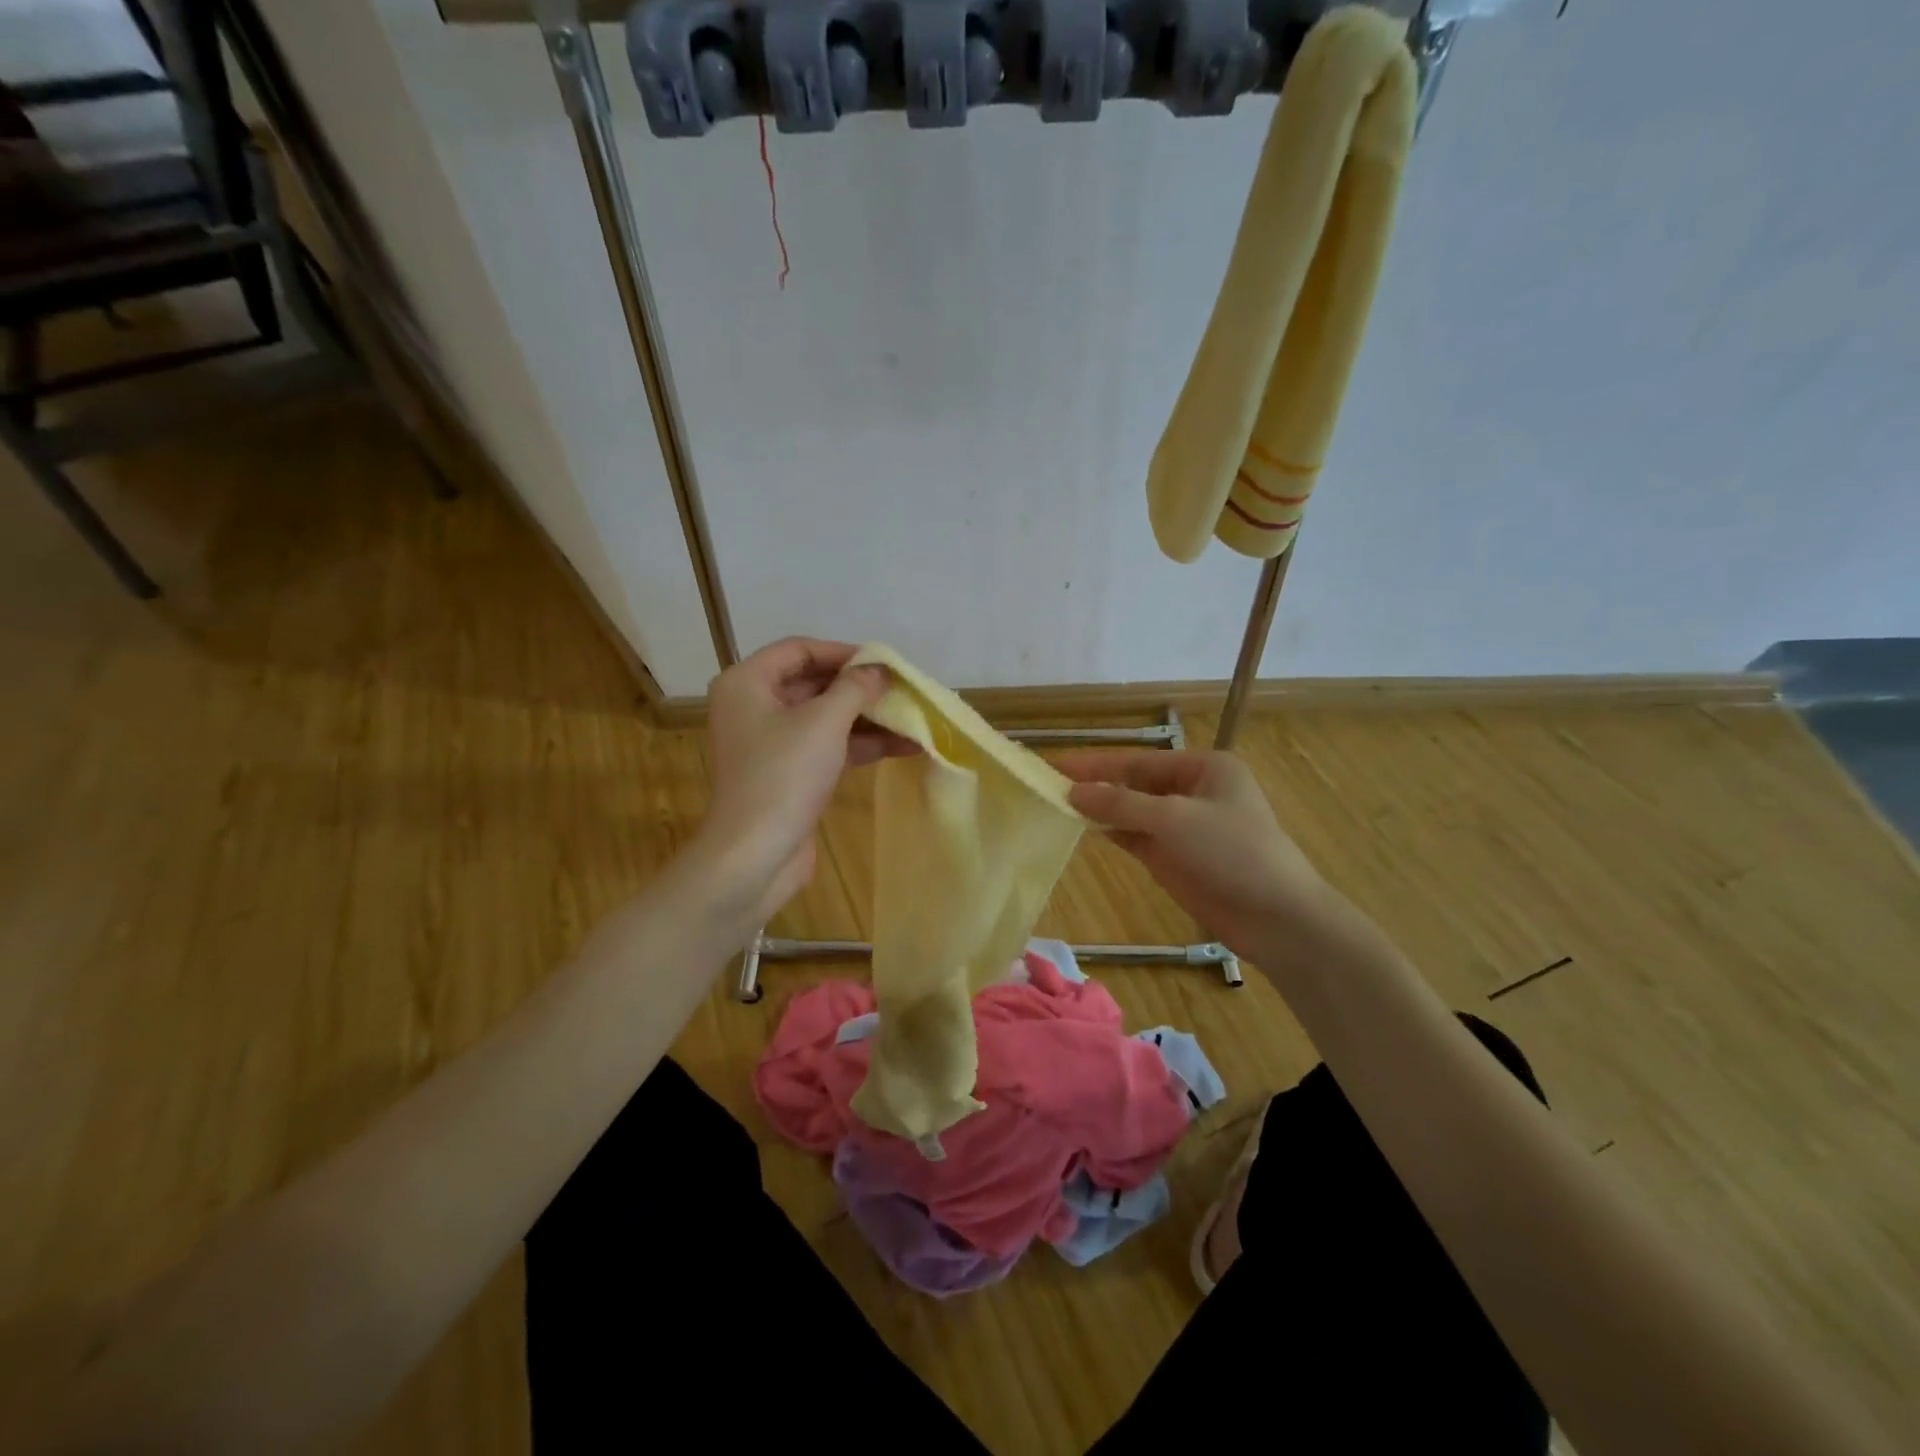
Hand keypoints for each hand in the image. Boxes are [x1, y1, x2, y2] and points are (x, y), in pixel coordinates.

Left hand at [698, 638, 914, 922]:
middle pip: (814, 683)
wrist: (755, 855)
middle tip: (904, 689)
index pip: (800, 650)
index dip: (844, 652)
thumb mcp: (824, 722)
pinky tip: (904, 746)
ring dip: (868, 718)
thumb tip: (878, 670)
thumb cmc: (783, 776)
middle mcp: (754, 707)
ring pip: (826, 718)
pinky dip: (861, 744)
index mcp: (747, 683)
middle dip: (861, 688)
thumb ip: (855, 688)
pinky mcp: (788, 774)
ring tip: (914, 718)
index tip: (884, 662)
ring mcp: (770, 743)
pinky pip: (828, 746)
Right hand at [1054, 749, 1331, 961]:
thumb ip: (1121, 803)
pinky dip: (1112, 833)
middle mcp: (1193, 791)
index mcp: (1204, 767)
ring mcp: (1184, 827)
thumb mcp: (1175, 820)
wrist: (1277, 918)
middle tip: (1048, 786)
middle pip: (1134, 784)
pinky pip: (1136, 837)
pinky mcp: (1176, 858)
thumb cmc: (1233, 853)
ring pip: (1132, 811)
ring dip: (1100, 809)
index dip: (1096, 763)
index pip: (1138, 760)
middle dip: (1096, 785)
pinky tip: (1083, 829)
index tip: (1054, 764)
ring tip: (1055, 805)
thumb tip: (1073, 792)